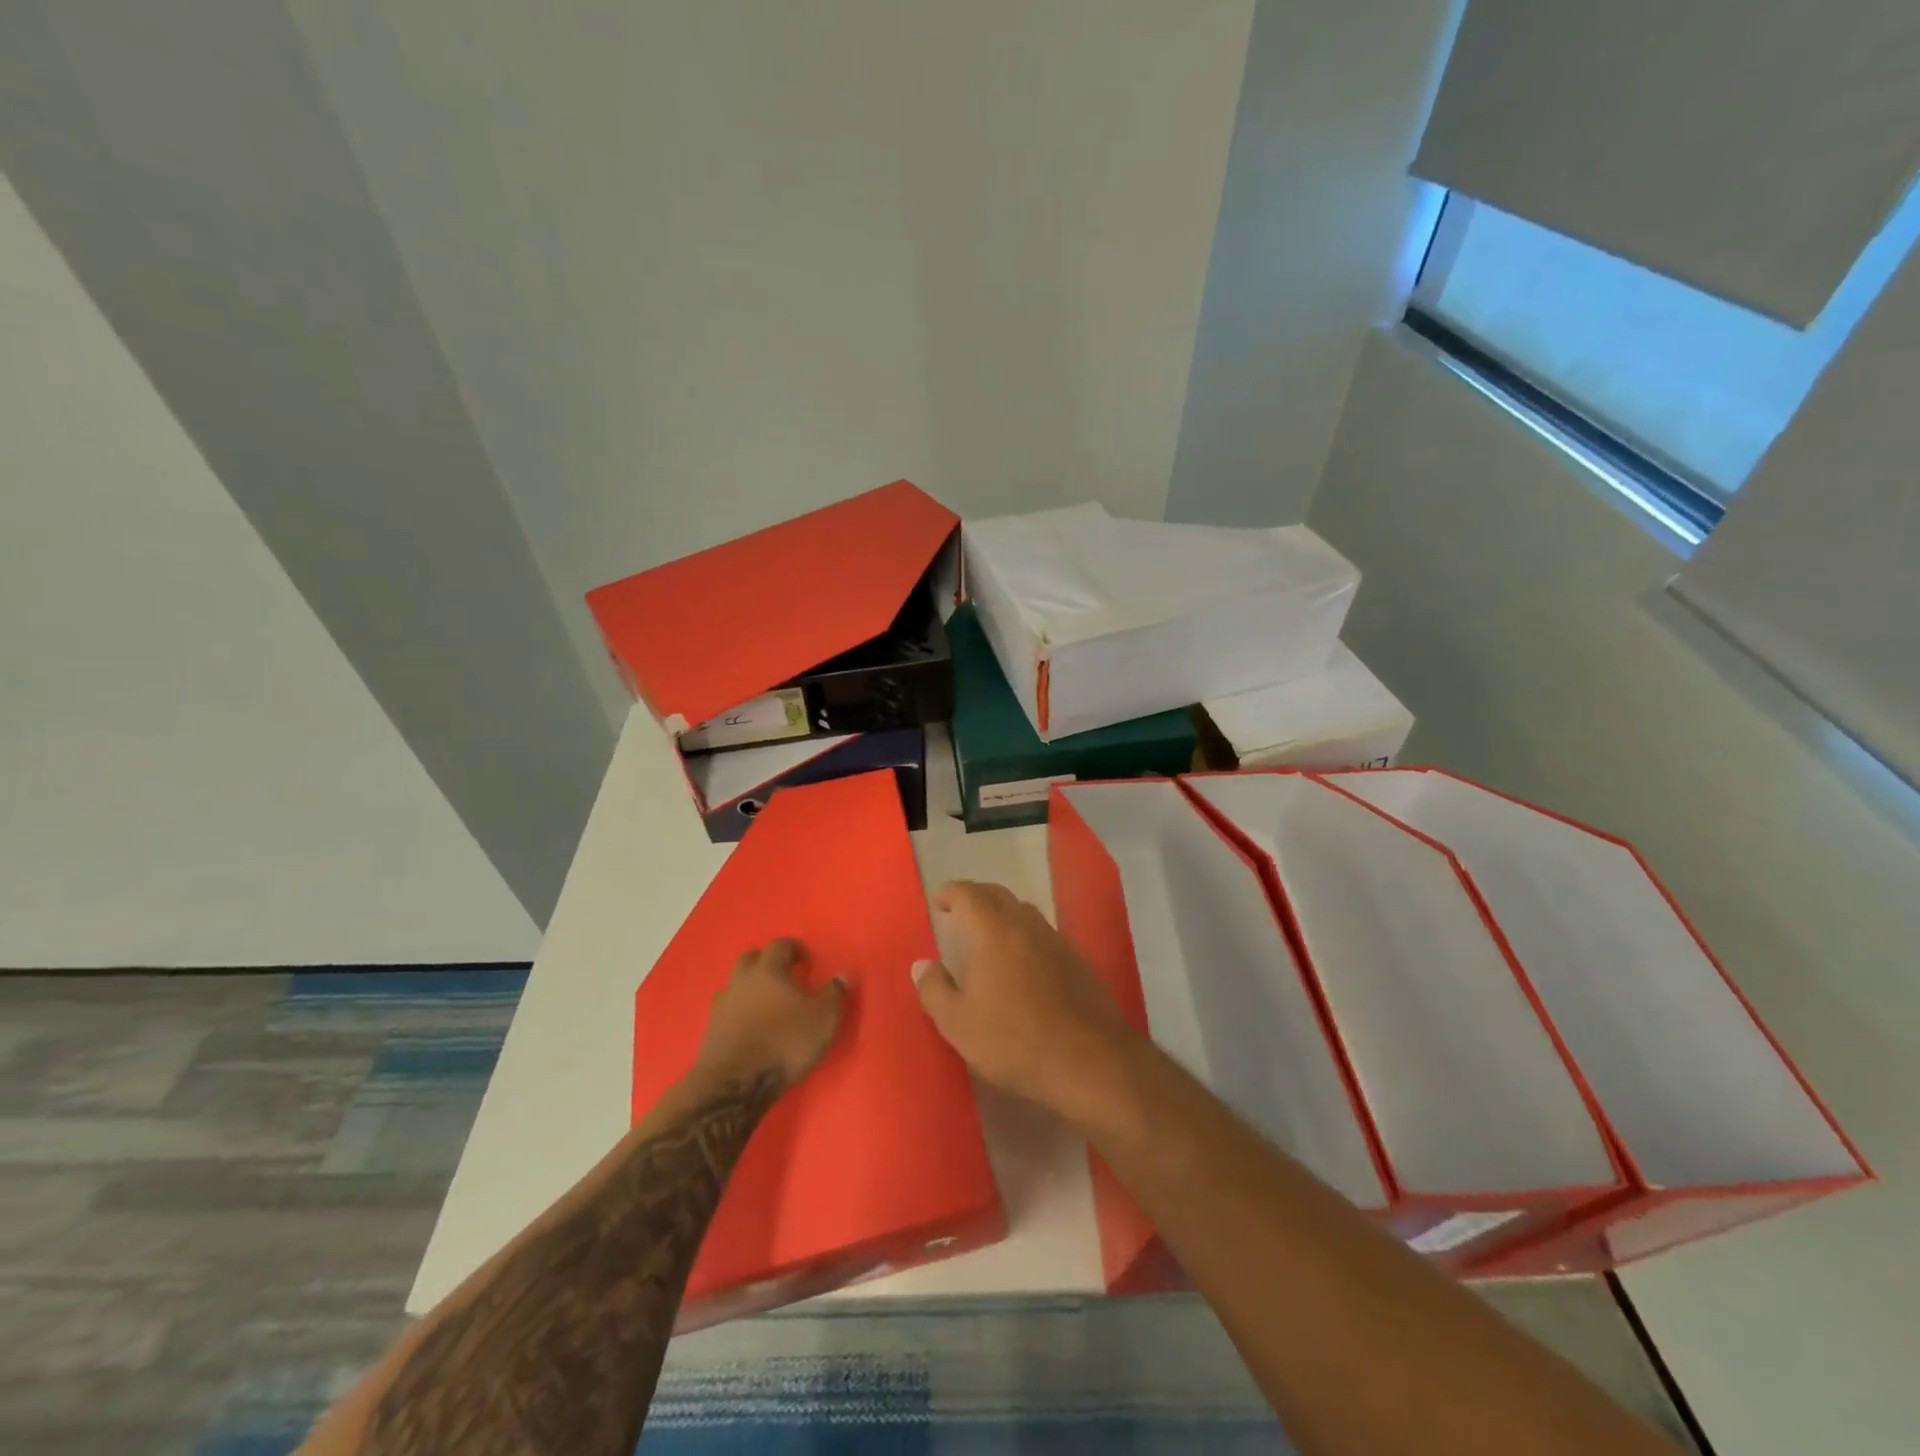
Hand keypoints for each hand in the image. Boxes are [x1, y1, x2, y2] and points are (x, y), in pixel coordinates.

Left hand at [694, 939, 846, 1090]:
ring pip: (736, 985)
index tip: (807, 960)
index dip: (795, 948)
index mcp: (768, 970)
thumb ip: (834, 994)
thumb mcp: (823, 1018)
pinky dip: (740, 1012)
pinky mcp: (710, 1030)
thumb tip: (841, 976)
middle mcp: (741, 980)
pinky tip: (751, 1026)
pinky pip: (727, 1010)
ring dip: (751, 987)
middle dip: (768, 962)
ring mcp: (722, 1005)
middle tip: (785, 974)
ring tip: (767, 1003)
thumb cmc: (785, 1042)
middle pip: (751, 959)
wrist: (735, 1083)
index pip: (780, 945)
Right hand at [912, 880, 1136, 1124]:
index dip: (951, 893)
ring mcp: (1056, 941)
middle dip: (976, 897)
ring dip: (1003, 913)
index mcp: (993, 932)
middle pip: (998, 895)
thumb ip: (934, 990)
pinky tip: (1023, 963)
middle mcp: (1026, 926)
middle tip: (960, 912)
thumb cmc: (1014, 1041)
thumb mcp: (958, 1024)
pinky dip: (1026, 935)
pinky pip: (1044, 934)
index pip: (969, 894)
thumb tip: (923, 965)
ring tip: (989, 934)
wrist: (1089, 1061)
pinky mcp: (1078, 961)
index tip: (939, 902)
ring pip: (1025, 912)